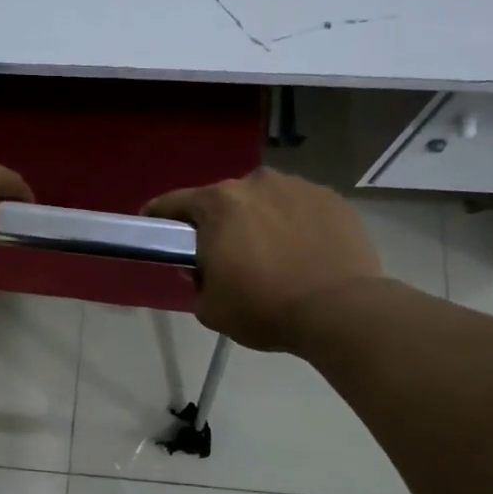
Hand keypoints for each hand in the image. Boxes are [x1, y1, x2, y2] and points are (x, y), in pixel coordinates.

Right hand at [145, 168, 382, 352]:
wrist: (340, 310)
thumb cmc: (264, 308)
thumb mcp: (210, 308)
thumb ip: (197, 282)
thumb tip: (204, 268)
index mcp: (218, 204)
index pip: (174, 203)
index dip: (159, 216)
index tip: (152, 225)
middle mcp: (256, 183)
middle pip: (225, 200)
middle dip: (219, 223)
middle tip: (224, 255)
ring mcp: (298, 187)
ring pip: (266, 201)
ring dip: (261, 220)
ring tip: (272, 255)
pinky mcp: (332, 199)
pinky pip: (301, 209)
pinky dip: (295, 224)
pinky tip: (303, 253)